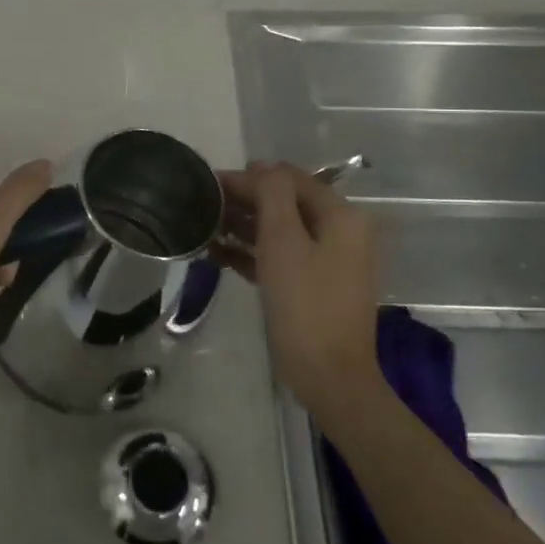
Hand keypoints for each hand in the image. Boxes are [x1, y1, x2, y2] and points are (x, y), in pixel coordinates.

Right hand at [215, 162, 380, 411]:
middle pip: (286, 203)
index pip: (290, 180)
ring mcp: (329, 260)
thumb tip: (262, 167)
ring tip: (205, 227)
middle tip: (203, 205)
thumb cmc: (306, 304)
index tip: (209, 183)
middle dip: (245, 201)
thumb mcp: (284, 242)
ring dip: (245, 226)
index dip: (250, 177)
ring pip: (281, 230)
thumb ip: (273, 195)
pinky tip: (219, 254)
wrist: (330, 376)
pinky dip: (253, 252)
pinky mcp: (314, 285)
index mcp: (341, 216)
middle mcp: (340, 232)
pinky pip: (281, 257)